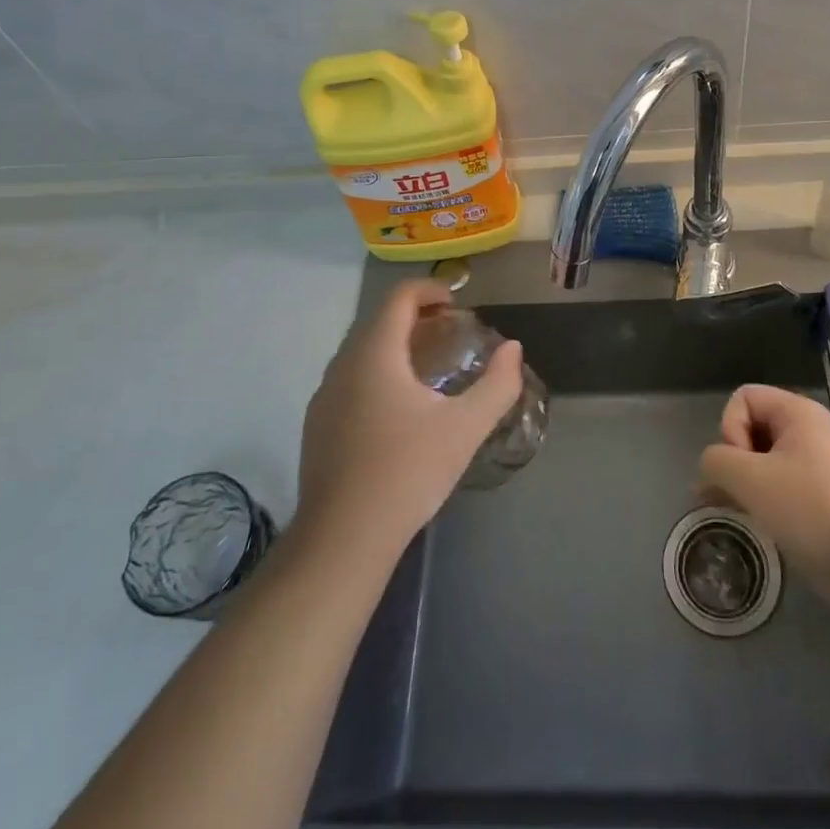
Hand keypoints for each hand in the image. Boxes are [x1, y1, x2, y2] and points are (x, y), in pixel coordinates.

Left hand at [296, 280, 523, 566]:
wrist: (342, 539)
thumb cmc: (407, 473)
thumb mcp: (465, 428)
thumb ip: (497, 384)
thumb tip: (513, 349)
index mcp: (375, 354)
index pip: (399, 297)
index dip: (430, 289)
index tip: (457, 304)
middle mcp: (343, 364)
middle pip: (378, 320)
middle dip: (415, 315)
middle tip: (450, 332)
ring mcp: (324, 395)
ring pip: (361, 349)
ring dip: (395, 343)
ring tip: (428, 365)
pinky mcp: (316, 424)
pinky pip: (349, 377)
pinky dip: (377, 370)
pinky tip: (397, 406)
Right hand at [697, 385, 829, 605]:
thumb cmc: (811, 509)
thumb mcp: (750, 479)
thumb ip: (716, 461)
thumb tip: (711, 468)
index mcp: (798, 413)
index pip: (744, 398)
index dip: (731, 428)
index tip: (743, 466)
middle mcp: (809, 431)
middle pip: (752, 427)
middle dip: (733, 459)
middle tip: (733, 494)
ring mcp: (817, 464)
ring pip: (763, 459)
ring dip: (744, 483)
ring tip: (736, 512)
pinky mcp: (821, 496)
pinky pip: (780, 484)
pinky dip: (763, 499)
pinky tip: (757, 524)